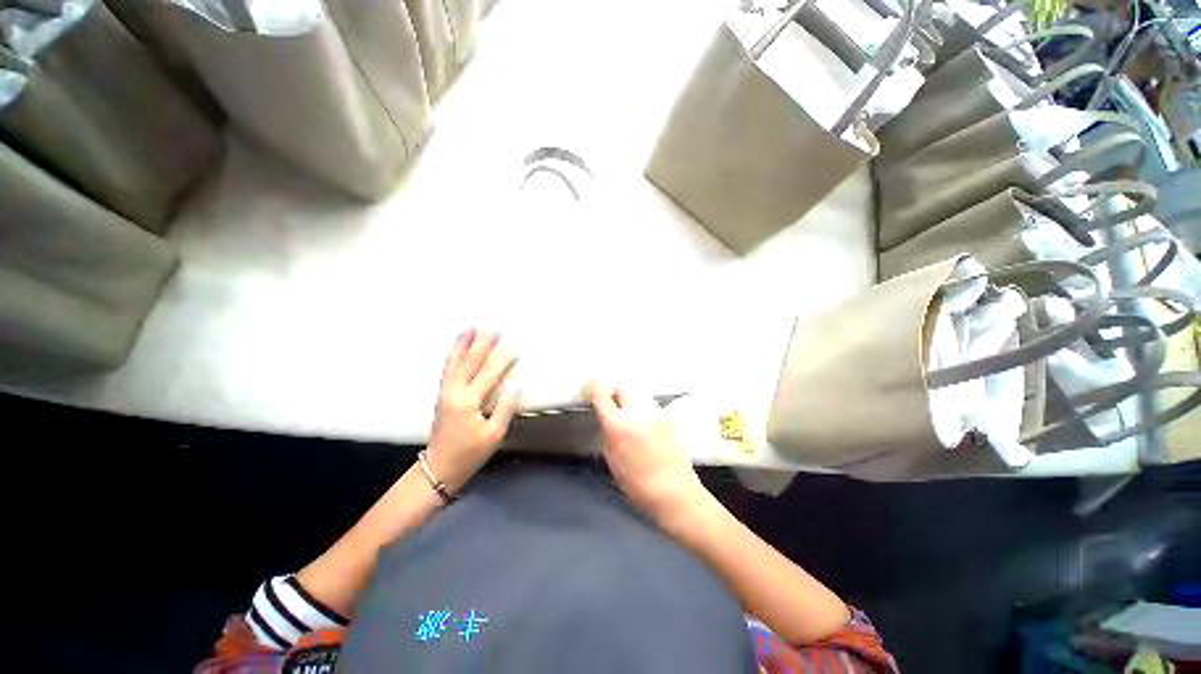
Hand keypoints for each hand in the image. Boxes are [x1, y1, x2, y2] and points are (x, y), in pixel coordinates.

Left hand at [427, 329, 519, 493]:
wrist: (439, 468)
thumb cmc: (469, 453)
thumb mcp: (493, 434)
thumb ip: (505, 409)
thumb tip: (517, 387)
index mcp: (468, 402)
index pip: (488, 376)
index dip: (502, 362)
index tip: (513, 347)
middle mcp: (454, 393)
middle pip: (469, 363)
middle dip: (481, 345)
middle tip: (491, 328)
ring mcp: (445, 393)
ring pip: (454, 363)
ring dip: (462, 345)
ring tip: (469, 329)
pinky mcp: (442, 396)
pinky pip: (447, 370)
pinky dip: (453, 356)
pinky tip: (457, 349)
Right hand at [589, 382, 705, 522]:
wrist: (674, 491)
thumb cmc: (638, 484)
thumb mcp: (612, 459)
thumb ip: (609, 433)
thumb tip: (608, 419)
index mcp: (617, 424)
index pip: (601, 393)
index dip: (595, 387)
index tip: (593, 388)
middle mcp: (636, 412)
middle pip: (622, 387)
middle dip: (616, 393)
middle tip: (613, 404)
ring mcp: (655, 412)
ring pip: (638, 395)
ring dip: (632, 402)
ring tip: (633, 418)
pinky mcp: (668, 417)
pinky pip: (651, 406)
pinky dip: (646, 411)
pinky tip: (647, 427)